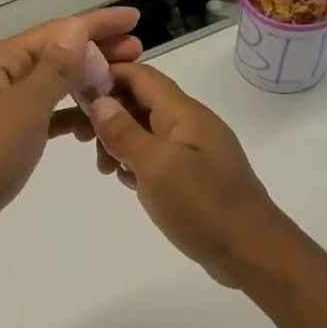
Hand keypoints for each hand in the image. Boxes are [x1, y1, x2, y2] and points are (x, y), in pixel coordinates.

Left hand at [0, 8, 141, 257]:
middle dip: (95, 52)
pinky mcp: (0, 136)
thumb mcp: (22, 110)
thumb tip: (77, 27)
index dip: (98, 24)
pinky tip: (87, 125)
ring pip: (49, 85)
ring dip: (84, 83)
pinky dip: (65, 116)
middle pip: (54, 54)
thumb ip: (54, 69)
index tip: (135, 20)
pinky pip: (41, 115)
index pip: (58, 32)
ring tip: (120, 86)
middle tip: (138, 53)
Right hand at [66, 63, 296, 287]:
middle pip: (141, 101)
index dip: (106, 77)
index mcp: (183, 113)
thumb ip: (125, 132)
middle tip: (82, 142)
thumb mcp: (156, 167)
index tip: (74, 97)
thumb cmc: (203, 206)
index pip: (141, 76)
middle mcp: (190, 123)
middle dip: (108, 114)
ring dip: (120, 141)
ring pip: (147, 130)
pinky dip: (137, 161)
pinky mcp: (194, 174)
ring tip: (105, 170)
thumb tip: (99, 100)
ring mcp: (194, 149)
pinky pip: (158, 155)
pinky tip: (126, 182)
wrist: (252, 251)